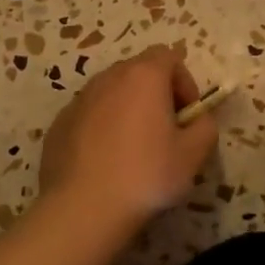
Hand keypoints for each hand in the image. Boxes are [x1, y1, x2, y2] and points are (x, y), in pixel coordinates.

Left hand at [39, 45, 218, 234]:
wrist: (83, 209)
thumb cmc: (146, 175)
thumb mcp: (193, 155)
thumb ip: (205, 127)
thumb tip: (198, 120)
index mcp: (143, 77)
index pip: (168, 56)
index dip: (184, 82)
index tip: (187, 115)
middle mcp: (108, 78)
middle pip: (139, 72)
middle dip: (156, 94)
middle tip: (165, 131)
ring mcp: (79, 100)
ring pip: (112, 93)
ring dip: (127, 110)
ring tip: (134, 149)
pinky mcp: (59, 124)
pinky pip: (89, 115)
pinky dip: (102, 128)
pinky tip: (106, 162)